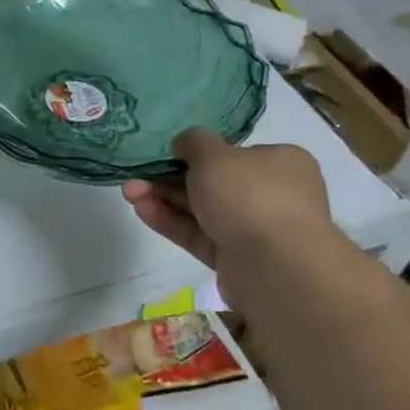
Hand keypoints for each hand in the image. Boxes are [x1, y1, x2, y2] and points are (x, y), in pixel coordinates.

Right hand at [122, 129, 336, 271]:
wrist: (275, 267)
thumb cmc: (249, 195)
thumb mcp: (213, 153)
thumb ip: (193, 142)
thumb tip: (184, 145)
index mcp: (280, 163)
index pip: (235, 153)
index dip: (199, 152)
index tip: (168, 152)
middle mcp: (272, 195)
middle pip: (212, 182)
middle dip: (169, 177)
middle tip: (136, 174)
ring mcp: (254, 229)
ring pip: (202, 209)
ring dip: (164, 199)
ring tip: (128, 192)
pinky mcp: (236, 259)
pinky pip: (199, 235)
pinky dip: (171, 222)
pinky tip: (141, 210)